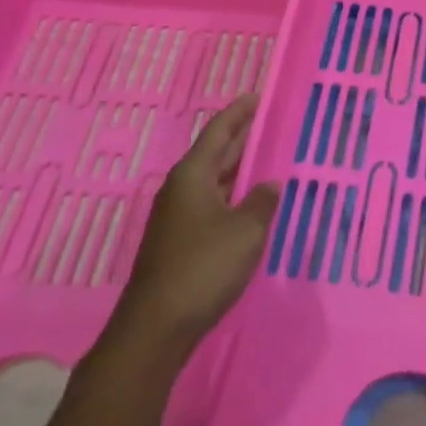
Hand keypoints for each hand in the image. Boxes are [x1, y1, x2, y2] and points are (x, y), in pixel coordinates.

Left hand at [102, 95, 280, 363]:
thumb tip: (270, 186)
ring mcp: (176, 217)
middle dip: (241, 138)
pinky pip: (210, 205)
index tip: (258, 96)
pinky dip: (231, 197)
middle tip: (270, 124)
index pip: (219, 131)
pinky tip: (249, 206)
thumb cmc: (203, 268)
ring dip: (237, 170)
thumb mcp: (246, 232)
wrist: (155, 328)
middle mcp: (181, 189)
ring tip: (266, 161)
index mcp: (192, 175)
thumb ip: (262, 203)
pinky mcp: (178, 243)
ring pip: (212, 181)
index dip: (239, 112)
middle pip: (214, 154)